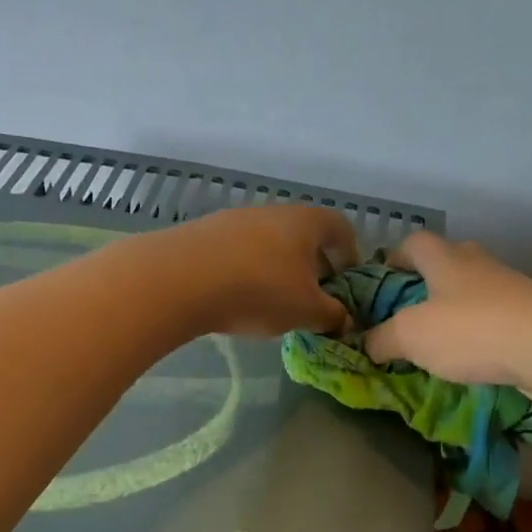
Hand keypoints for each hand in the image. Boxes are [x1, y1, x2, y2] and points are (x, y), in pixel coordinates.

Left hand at [146, 204, 357, 337]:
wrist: (181, 279)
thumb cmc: (260, 290)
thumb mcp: (306, 311)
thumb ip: (332, 315)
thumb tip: (346, 319)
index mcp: (306, 222)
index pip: (341, 228)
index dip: (350, 254)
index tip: (348, 282)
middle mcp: (273, 212)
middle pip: (303, 236)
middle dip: (313, 266)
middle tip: (313, 299)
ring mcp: (235, 220)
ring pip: (269, 245)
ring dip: (279, 271)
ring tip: (274, 304)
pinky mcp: (204, 235)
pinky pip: (238, 254)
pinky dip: (247, 273)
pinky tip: (237, 299)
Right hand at [363, 231, 531, 384]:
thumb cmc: (470, 330)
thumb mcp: (410, 336)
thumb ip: (382, 339)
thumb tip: (367, 344)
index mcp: (445, 260)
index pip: (414, 242)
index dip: (395, 257)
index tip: (383, 278)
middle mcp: (479, 265)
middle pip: (448, 262)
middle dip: (427, 283)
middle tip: (410, 312)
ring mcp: (511, 289)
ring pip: (475, 292)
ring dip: (457, 310)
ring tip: (440, 342)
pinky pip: (497, 319)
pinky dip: (481, 333)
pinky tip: (473, 359)